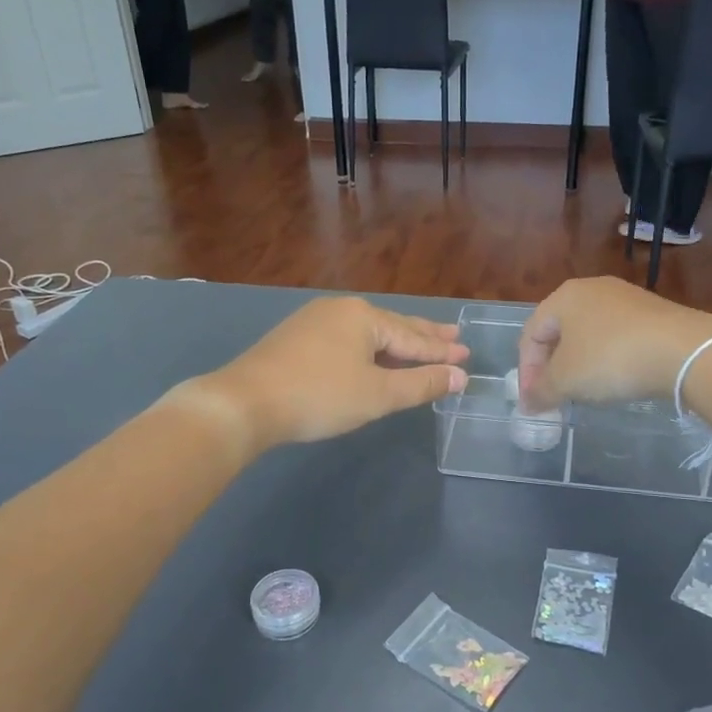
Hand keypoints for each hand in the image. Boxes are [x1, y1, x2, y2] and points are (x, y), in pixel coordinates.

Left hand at [187, 297, 467, 450]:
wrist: (245, 402)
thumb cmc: (319, 396)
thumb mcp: (377, 394)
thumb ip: (421, 384)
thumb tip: (459, 377)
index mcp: (365, 317)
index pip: (413, 338)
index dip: (441, 352)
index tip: (466, 356)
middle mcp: (341, 310)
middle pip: (393, 326)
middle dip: (424, 335)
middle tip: (453, 336)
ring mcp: (314, 321)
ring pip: (367, 331)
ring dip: (396, 341)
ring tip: (419, 343)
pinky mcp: (295, 338)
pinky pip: (346, 338)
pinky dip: (368, 347)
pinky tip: (370, 352)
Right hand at [516, 278, 711, 413]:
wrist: (685, 351)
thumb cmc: (611, 359)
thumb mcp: (566, 380)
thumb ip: (541, 392)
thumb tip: (529, 403)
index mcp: (564, 296)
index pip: (532, 334)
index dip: (527, 371)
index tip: (533, 401)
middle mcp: (592, 289)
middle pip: (560, 331)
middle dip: (552, 367)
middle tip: (554, 396)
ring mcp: (626, 298)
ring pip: (590, 334)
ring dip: (580, 364)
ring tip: (584, 392)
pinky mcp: (654, 313)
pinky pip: (618, 338)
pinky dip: (609, 359)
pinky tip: (617, 380)